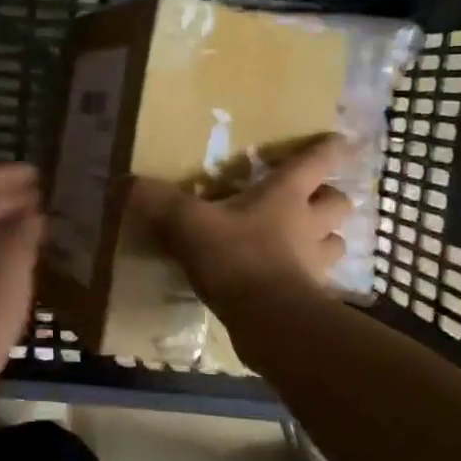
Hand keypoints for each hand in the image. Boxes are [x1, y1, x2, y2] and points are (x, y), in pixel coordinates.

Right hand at [130, 134, 351, 312]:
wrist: (268, 320)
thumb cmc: (235, 257)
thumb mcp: (187, 223)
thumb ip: (156, 201)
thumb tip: (121, 183)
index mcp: (285, 196)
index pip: (316, 161)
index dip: (328, 149)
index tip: (338, 140)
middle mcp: (309, 224)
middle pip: (338, 203)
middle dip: (330, 198)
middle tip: (312, 200)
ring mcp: (315, 264)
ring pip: (335, 243)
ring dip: (325, 240)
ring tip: (304, 242)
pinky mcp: (312, 298)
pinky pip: (318, 281)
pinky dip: (307, 278)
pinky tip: (288, 282)